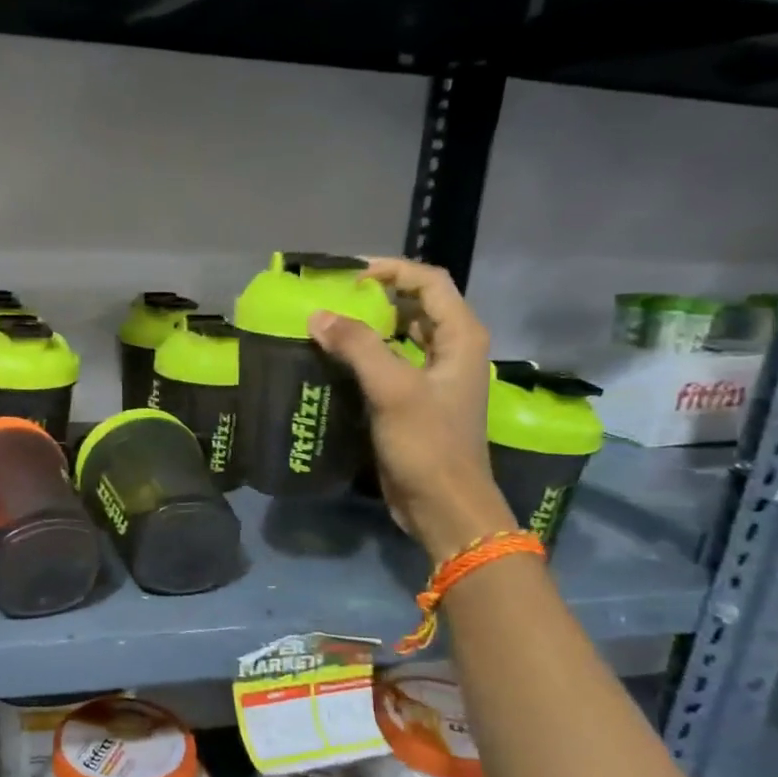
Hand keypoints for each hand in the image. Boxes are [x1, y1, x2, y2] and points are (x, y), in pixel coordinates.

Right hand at [309, 257, 516, 560]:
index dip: (390, 269)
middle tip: (332, 298)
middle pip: (415, 305)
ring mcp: (435, 378)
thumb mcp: (393, 390)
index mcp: (461, 337)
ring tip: (327, 325)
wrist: (444, 507)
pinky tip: (334, 362)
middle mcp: (452, 351)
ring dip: (368, 327)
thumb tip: (317, 315)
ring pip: (401, 336)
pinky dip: (365, 356)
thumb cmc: (428, 445)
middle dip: (375, 296)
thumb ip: (357, 346)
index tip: (348, 275)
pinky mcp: (416, 403)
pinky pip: (390, 365)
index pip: (428, 282)